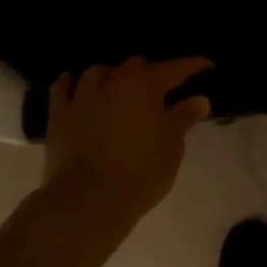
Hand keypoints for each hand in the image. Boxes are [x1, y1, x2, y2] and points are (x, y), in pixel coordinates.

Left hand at [43, 56, 212, 228]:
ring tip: (119, 87)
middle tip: (161, 88)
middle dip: (151, 71)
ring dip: (112, 75)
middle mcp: (115, 82)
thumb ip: (184, 118)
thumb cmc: (139, 172)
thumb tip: (199, 100)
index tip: (207, 66)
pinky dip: (70, 84)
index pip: (176, 68)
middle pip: (136, 65)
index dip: (193, 65)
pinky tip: (74, 84)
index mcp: (147, 85)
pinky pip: (62, 89)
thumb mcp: (172, 147)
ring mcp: (84, 97)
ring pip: (99, 72)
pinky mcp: (59, 116)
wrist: (86, 202)